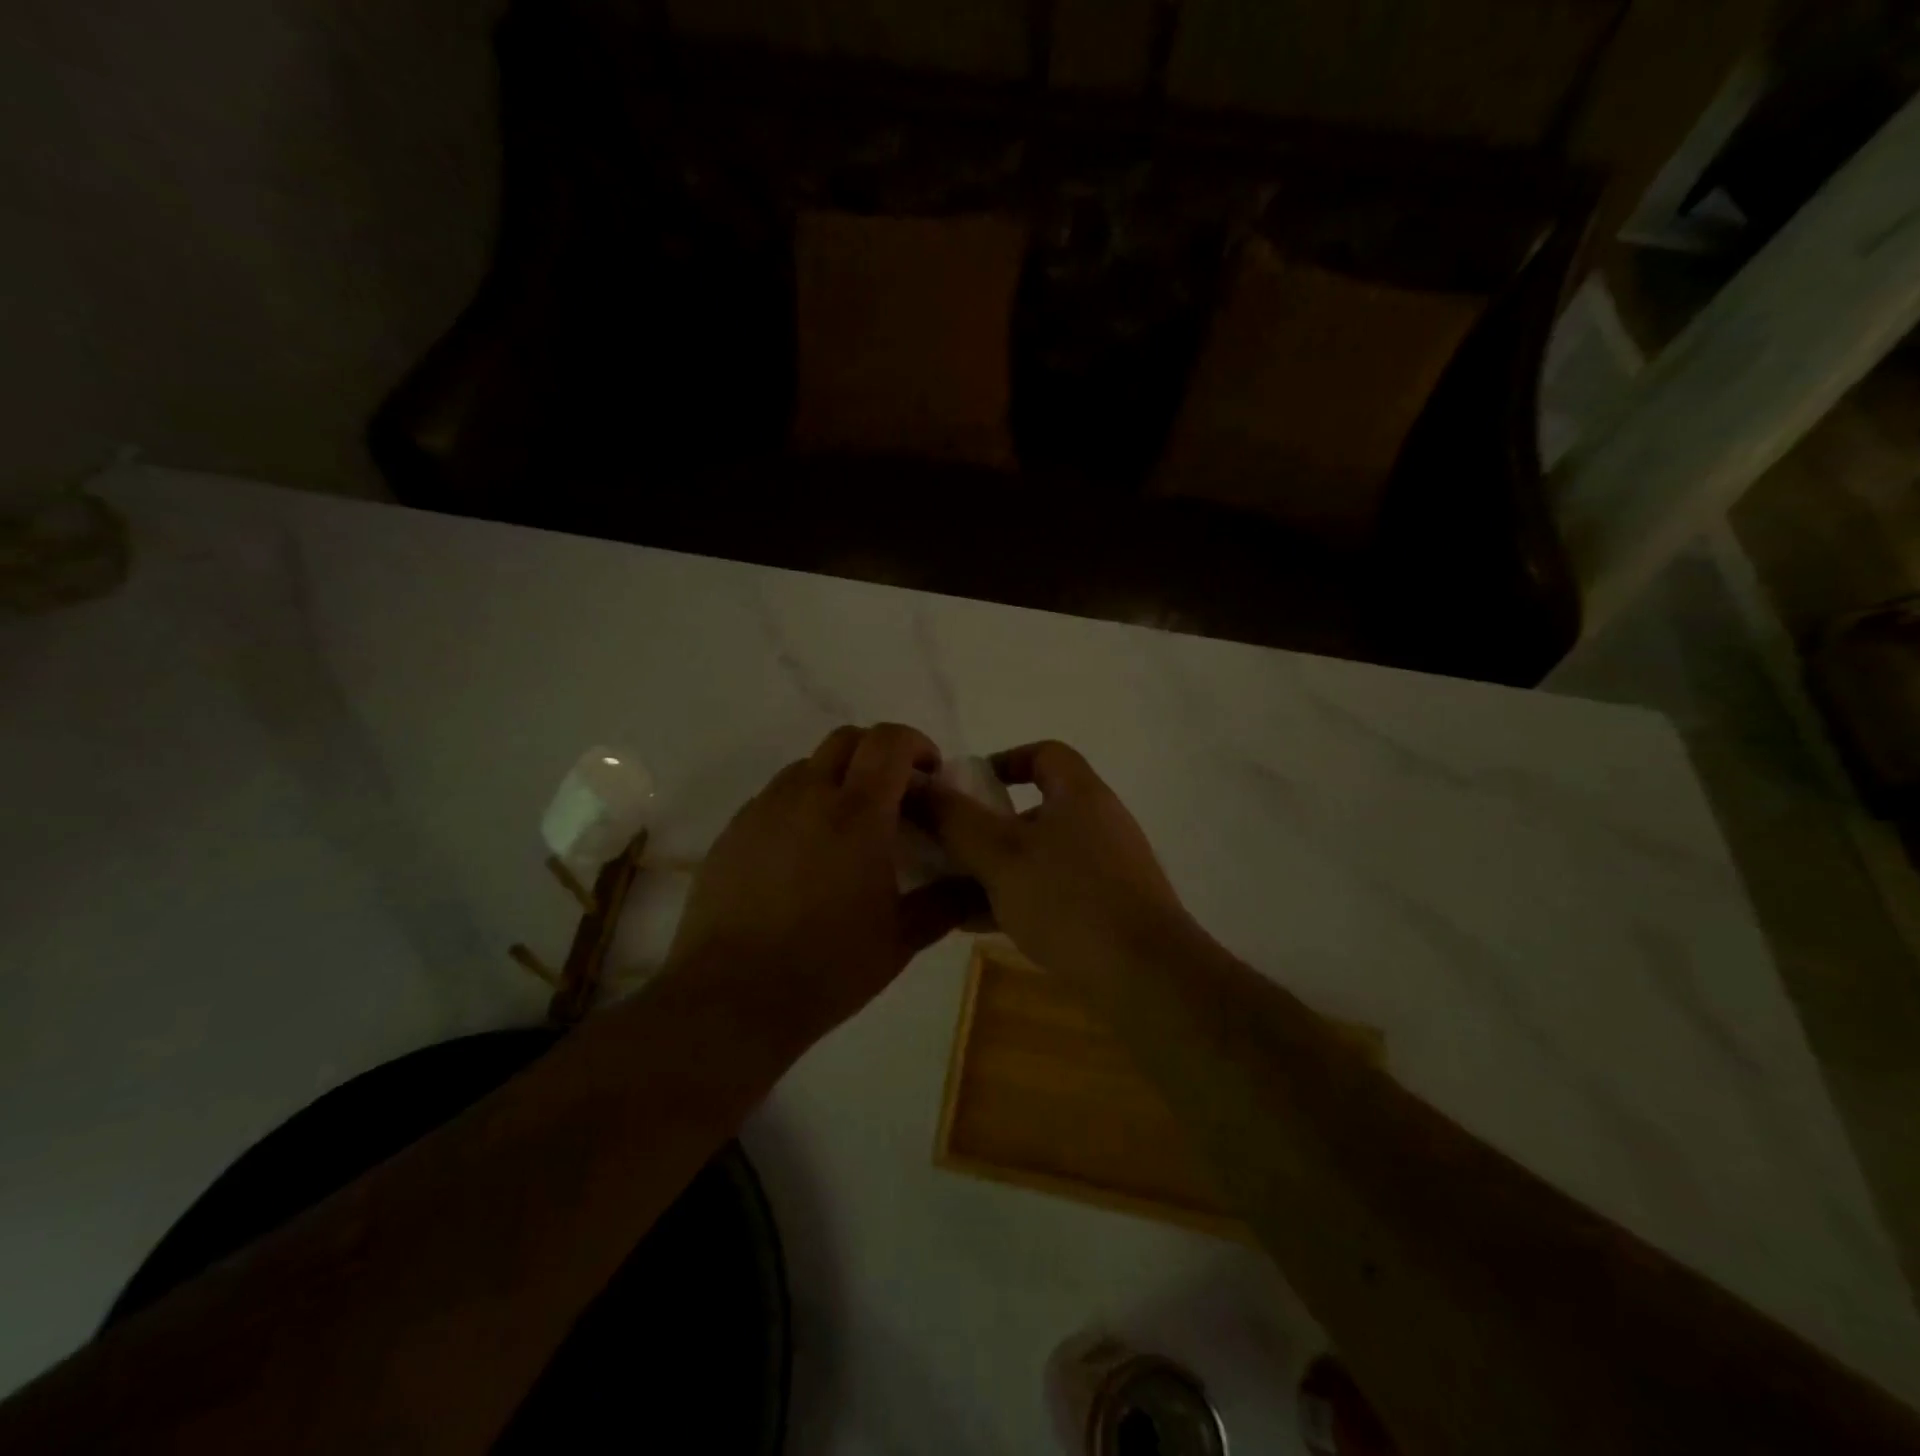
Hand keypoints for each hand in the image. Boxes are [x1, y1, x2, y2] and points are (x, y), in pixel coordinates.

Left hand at [664, 724, 978, 1039]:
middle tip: (892, 796)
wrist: (732, 998)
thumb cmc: (828, 968)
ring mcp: (764, 809)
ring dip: (837, 778)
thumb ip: (946, 902)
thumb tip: (977, 884)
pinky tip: (803, 855)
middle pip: (846, 739)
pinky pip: (774, 797)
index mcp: (858, 814)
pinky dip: (801, 806)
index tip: (928, 774)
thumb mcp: (902, 940)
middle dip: (877, 753)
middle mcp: (808, 796)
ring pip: (807, 766)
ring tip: (845, 827)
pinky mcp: (733, 831)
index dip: (916, 744)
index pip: (889, 741)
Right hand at [921, 740, 1197, 974]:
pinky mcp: (1109, 908)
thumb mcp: (1000, 855)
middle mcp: (1098, 822)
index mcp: (1080, 794)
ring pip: (1041, 855)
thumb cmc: (1068, 899)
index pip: (1043, 754)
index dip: (1003, 760)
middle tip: (951, 846)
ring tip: (953, 890)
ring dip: (998, 867)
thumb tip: (918, 786)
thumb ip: (955, 819)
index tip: (967, 786)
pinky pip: (1054, 890)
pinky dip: (1019, 897)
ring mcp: (1108, 868)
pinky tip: (981, 924)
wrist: (1145, 975)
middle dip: (989, 825)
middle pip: (1037, 808)